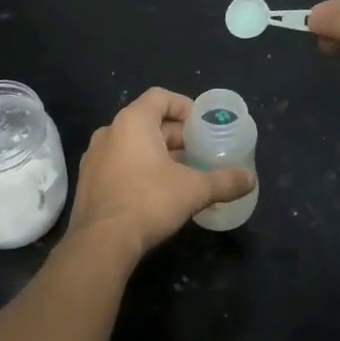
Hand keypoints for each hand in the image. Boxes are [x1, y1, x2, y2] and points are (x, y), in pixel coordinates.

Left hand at [67, 88, 254, 264]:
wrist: (101, 243)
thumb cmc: (149, 202)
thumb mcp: (194, 190)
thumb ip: (224, 181)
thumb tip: (251, 179)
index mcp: (132, 121)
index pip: (160, 97)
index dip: (184, 106)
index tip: (202, 124)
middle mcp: (109, 131)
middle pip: (148, 121)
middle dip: (175, 135)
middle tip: (199, 151)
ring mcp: (94, 157)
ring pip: (132, 144)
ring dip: (158, 153)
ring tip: (183, 172)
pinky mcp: (88, 181)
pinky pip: (119, 163)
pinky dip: (139, 168)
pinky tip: (157, 191)